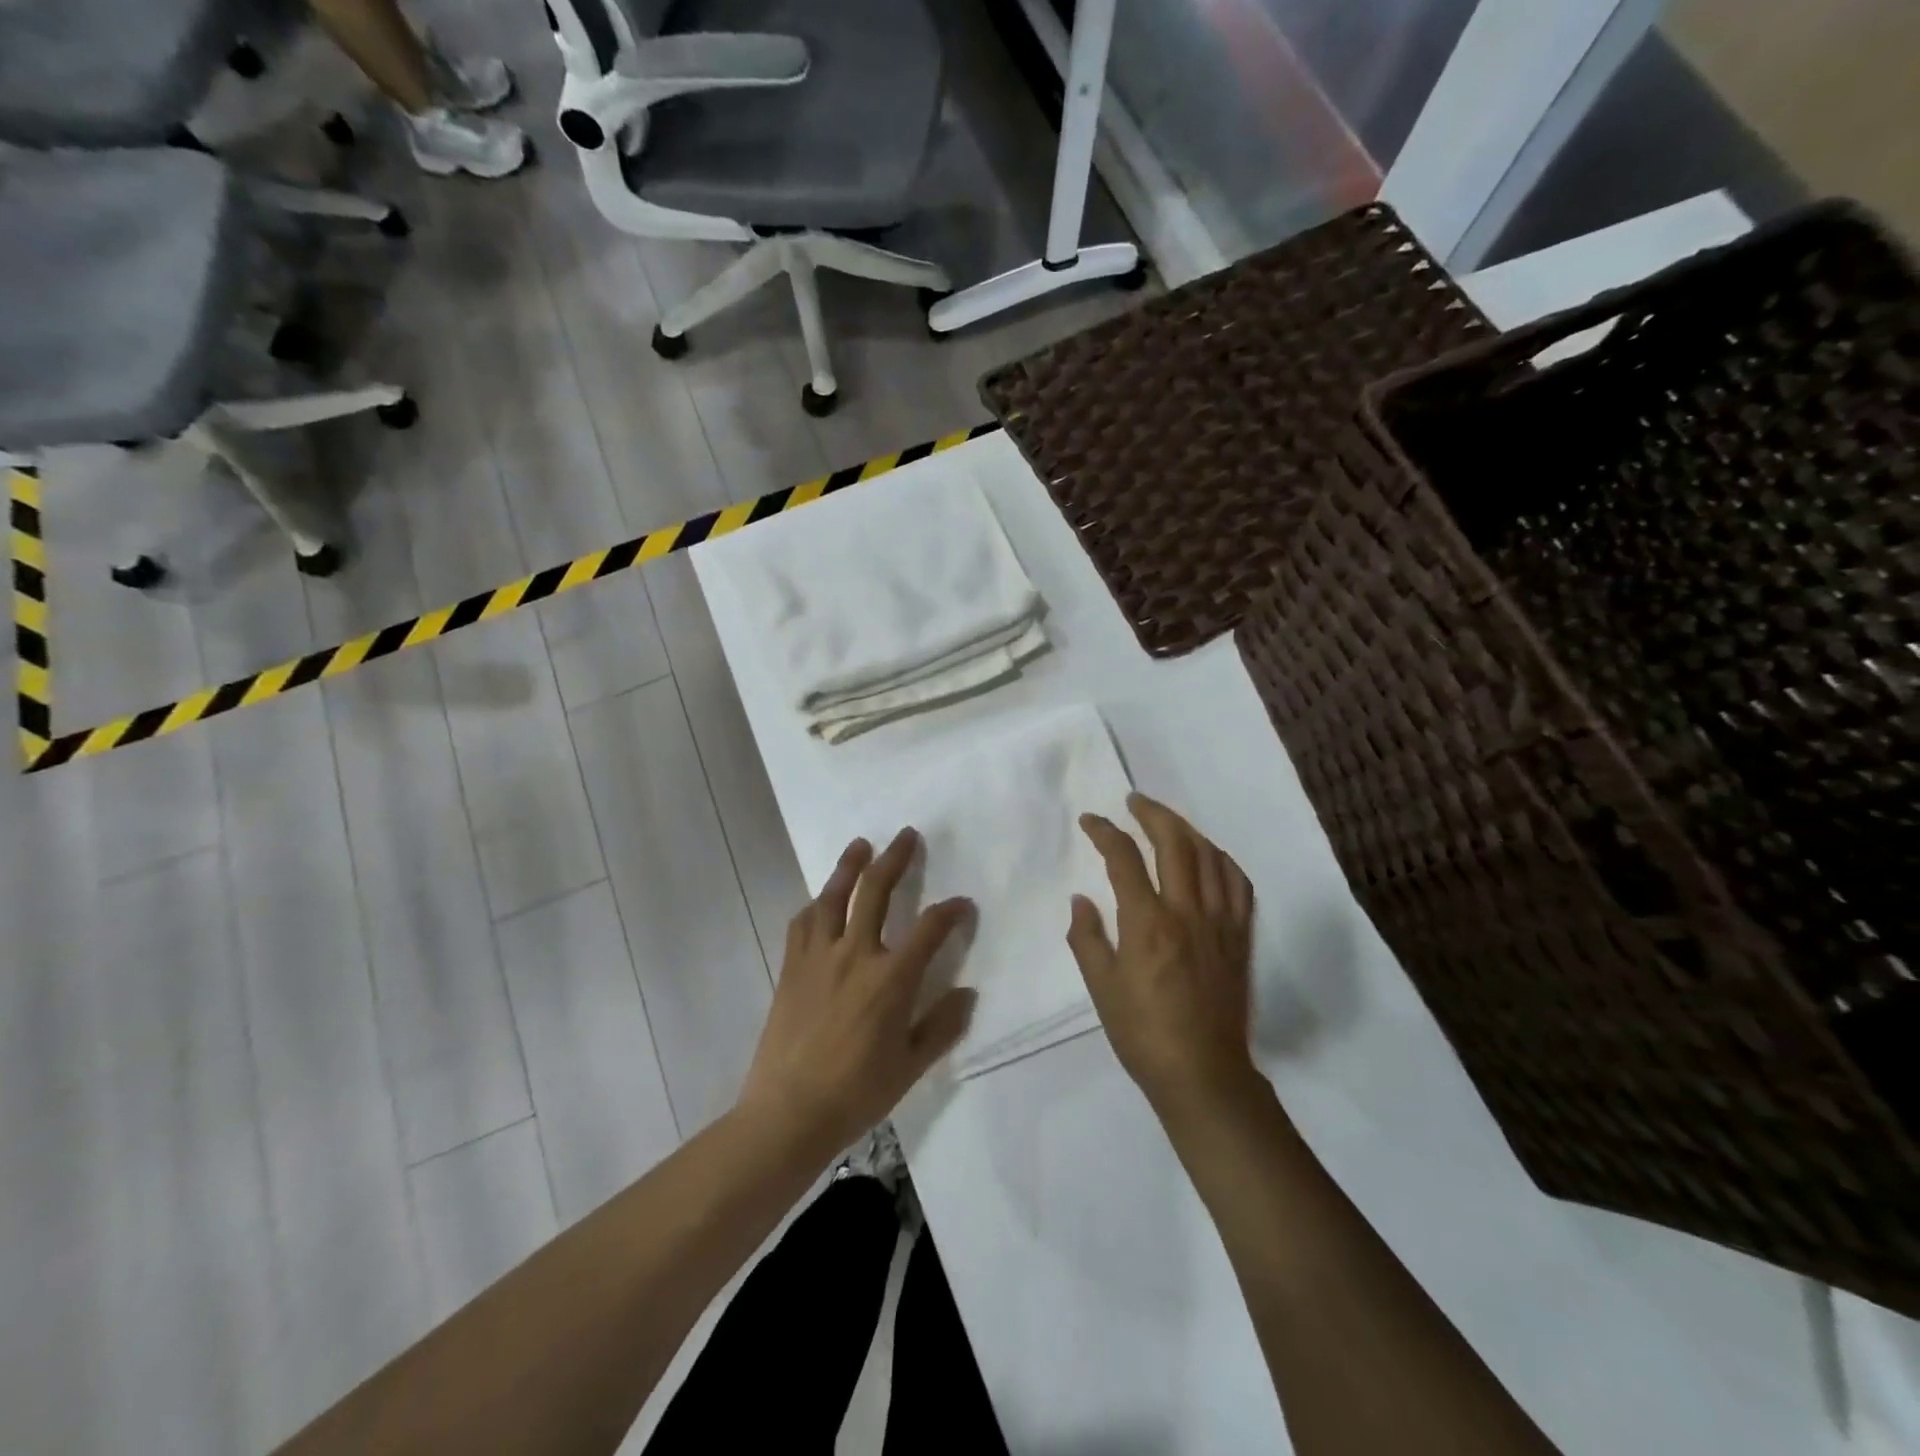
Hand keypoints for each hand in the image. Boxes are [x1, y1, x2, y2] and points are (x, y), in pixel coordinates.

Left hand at [738, 829, 976, 1160]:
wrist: (788, 1111)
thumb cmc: (857, 1092)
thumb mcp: (911, 1066)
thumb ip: (942, 1025)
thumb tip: (967, 993)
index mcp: (892, 979)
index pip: (930, 929)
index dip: (952, 911)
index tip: (963, 905)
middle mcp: (856, 954)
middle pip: (877, 891)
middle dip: (896, 859)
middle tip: (907, 835)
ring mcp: (819, 957)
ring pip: (834, 896)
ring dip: (850, 866)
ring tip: (861, 845)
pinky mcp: (792, 967)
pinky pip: (803, 923)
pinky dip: (816, 905)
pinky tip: (821, 900)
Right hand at [1068, 794, 1257, 1115]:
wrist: (1204, 1074)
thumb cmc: (1143, 1034)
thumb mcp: (1101, 988)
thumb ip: (1087, 938)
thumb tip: (1082, 900)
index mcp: (1147, 923)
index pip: (1124, 858)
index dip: (1105, 832)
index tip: (1091, 820)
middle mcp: (1187, 911)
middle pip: (1175, 842)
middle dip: (1152, 813)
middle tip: (1134, 801)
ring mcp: (1220, 922)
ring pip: (1210, 856)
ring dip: (1187, 829)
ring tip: (1167, 822)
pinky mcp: (1240, 936)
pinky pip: (1238, 883)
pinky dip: (1221, 860)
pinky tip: (1209, 857)